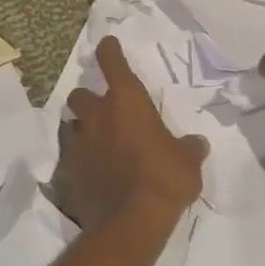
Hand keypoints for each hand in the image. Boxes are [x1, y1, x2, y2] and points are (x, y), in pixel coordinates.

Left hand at [52, 36, 204, 230]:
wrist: (131, 221)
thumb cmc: (165, 178)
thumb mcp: (188, 161)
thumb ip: (189, 148)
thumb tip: (197, 144)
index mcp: (126, 101)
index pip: (112, 62)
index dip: (109, 50)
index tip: (108, 45)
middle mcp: (97, 115)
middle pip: (80, 94)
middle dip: (89, 99)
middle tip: (103, 112)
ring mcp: (78, 142)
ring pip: (70, 123)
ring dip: (80, 128)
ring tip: (93, 140)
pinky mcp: (67, 171)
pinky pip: (68, 156)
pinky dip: (77, 159)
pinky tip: (89, 170)